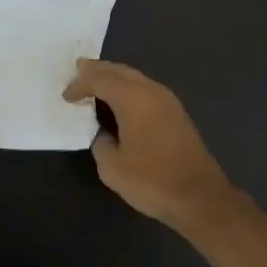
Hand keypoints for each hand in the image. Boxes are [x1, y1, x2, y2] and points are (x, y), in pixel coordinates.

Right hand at [63, 58, 236, 231]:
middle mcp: (151, 91)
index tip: (66, 96)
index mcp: (133, 98)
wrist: (200, 197)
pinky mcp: (177, 114)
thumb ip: (100, 143)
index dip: (80, 84)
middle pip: (120, 71)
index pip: (100, 80)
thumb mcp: (112, 167)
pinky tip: (121, 102)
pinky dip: (129, 90)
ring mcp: (168, 101)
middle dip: (98, 70)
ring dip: (115, 78)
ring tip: (97, 83)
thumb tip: (105, 133)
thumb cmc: (152, 180)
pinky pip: (146, 90)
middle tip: (79, 69)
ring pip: (136, 78)